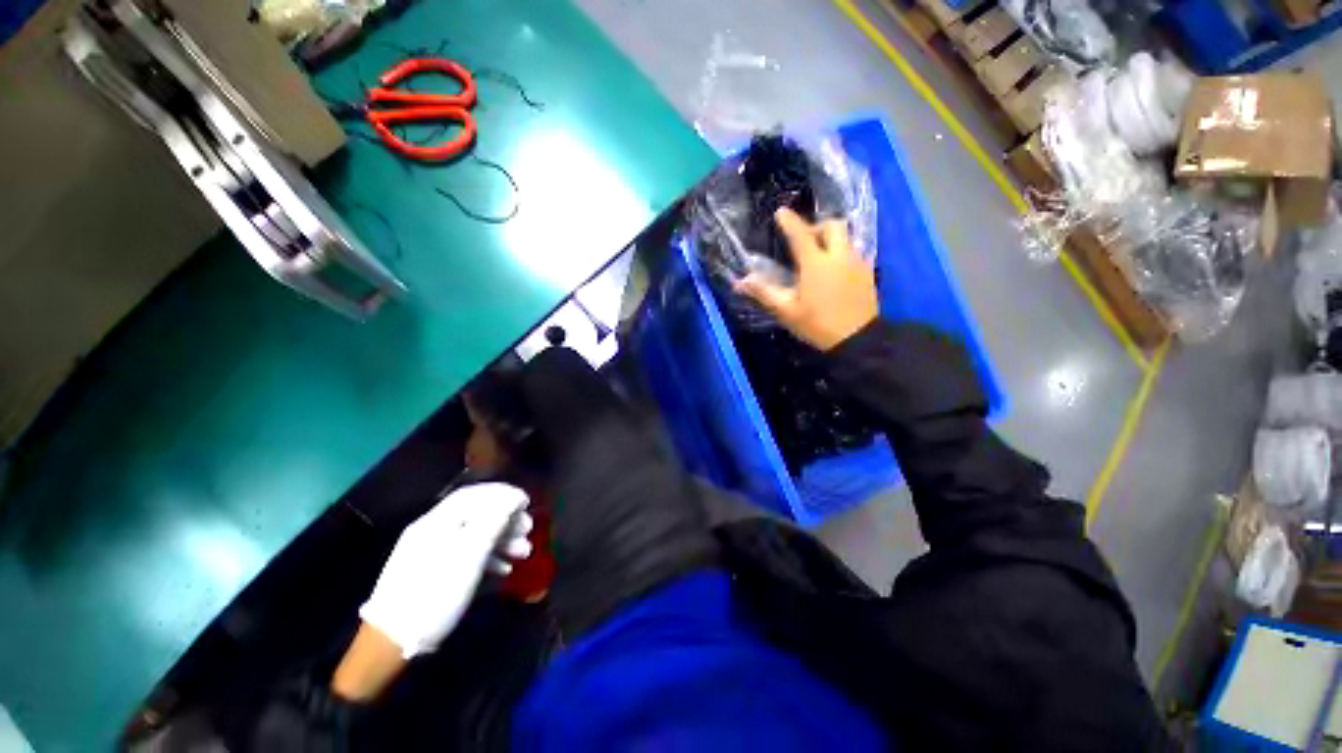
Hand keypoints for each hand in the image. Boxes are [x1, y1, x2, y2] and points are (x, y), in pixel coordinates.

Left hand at [358, 483, 532, 658]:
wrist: (391, 642)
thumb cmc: (436, 592)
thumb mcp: (470, 555)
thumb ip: (494, 522)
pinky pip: (464, 554)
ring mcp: (430, 552)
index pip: (474, 494)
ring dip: (501, 540)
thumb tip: (514, 498)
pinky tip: (504, 568)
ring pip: (473, 535)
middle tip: (529, 530)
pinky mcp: (431, 572)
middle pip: (476, 514)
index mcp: (437, 521)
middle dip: (506, 519)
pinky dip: (487, 557)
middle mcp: (433, 530)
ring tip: (523, 553)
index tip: (528, 503)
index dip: (504, 494)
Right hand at [735, 207, 878, 350]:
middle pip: (832, 225)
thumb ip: (764, 293)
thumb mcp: (786, 311)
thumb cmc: (817, 324)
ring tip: (819, 254)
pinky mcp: (868, 272)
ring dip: (831, 238)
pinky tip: (835, 269)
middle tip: (805, 239)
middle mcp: (839, 256)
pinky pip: (854, 251)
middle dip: (817, 226)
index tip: (780, 212)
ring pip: (846, 237)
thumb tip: (741, 281)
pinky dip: (842, 252)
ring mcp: (856, 262)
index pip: (800, 234)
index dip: (789, 221)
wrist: (858, 339)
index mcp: (816, 263)